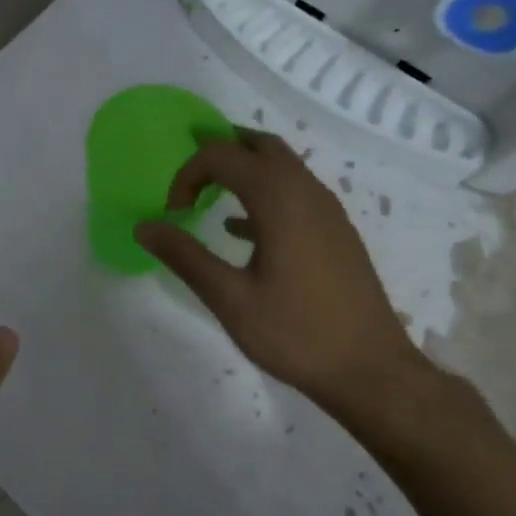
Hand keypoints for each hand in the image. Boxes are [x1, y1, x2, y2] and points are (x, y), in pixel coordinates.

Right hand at [134, 130, 426, 414]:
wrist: (370, 370)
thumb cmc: (295, 333)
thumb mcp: (229, 298)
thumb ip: (185, 256)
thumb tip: (144, 226)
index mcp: (280, 200)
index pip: (224, 156)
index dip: (188, 174)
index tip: (173, 213)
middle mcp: (308, 193)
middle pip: (261, 146)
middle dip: (220, 149)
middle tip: (187, 171)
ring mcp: (328, 212)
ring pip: (283, 167)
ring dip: (244, 169)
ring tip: (208, 193)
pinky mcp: (336, 233)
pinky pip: (295, 193)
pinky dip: (264, 194)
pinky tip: (241, 230)